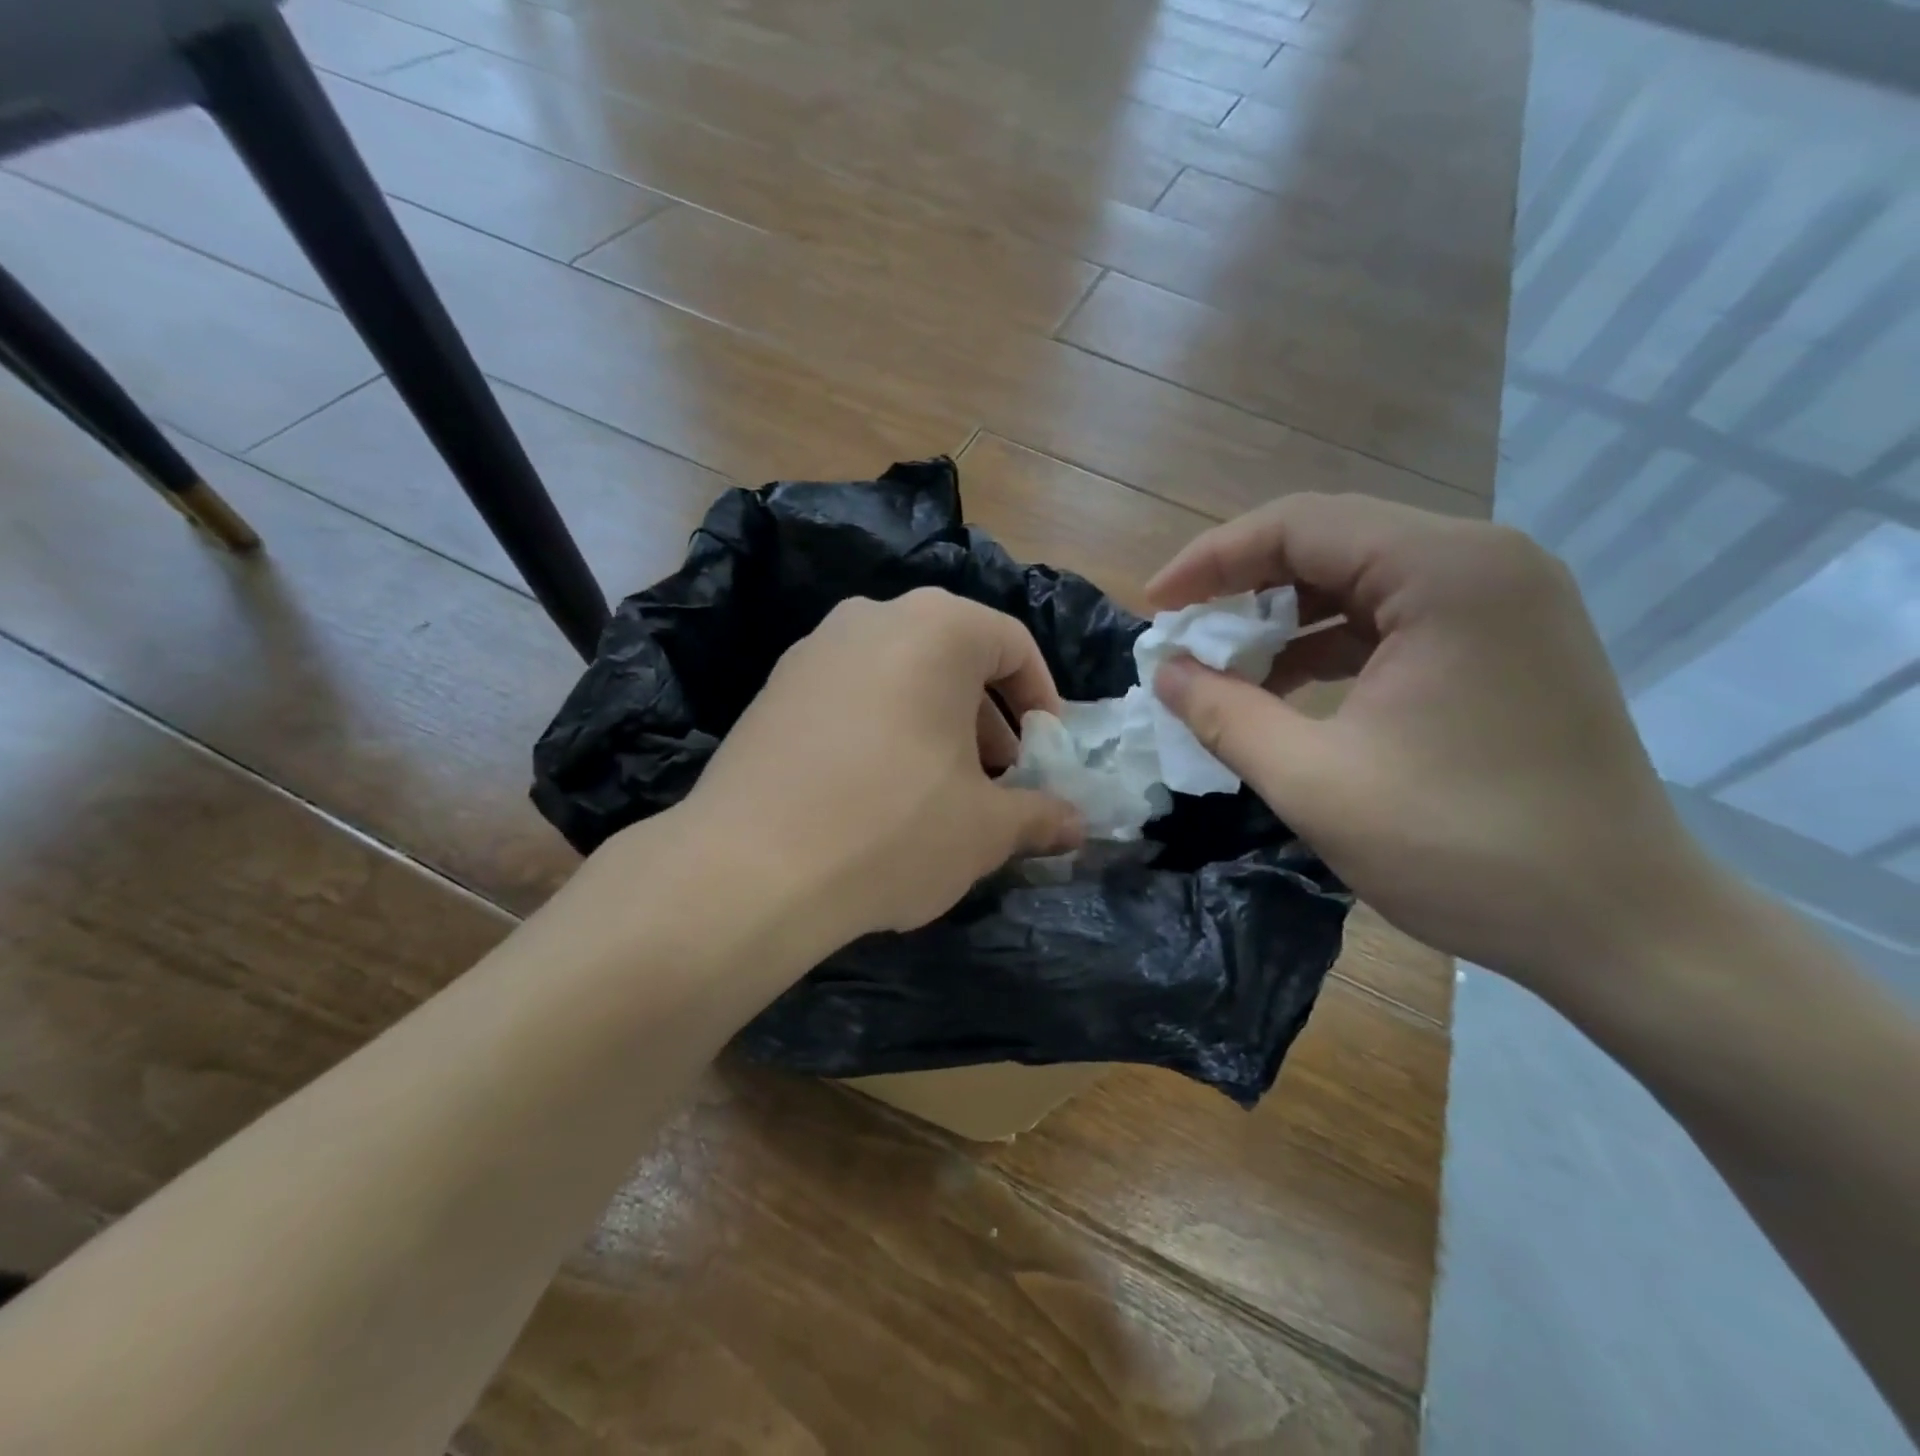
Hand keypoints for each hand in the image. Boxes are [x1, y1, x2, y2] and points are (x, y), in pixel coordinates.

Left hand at [675, 589, 1085, 949]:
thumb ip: (1040, 816)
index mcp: (937, 628)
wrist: (749, 867)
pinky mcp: (772, 689)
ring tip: (941, 789)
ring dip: (935, 724)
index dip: (1041, 698)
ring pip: (900, 675)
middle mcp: (872, 617)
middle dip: (986, 718)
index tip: (1047, 751)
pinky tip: (876, 792)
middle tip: (998, 778)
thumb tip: (1077, 825)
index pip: (1012, 644)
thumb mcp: (985, 829)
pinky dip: (882, 729)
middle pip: (953, 657)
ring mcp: (813, 650)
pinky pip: (851, 696)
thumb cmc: (893, 828)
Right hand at [1147, 493, 1710, 999]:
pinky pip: (1393, 617)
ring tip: (1225, 666)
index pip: (1299, 524)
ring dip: (1284, 617)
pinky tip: (1286, 688)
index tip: (1154, 608)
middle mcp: (1483, 562)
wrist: (1621, 925)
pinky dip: (1329, 643)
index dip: (1210, 560)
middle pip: (1331, 540)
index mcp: (1445, 573)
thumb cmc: (1462, 849)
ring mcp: (1503, 600)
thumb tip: (1167, 674)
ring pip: (1360, 578)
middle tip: (1183, 634)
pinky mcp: (1505, 642)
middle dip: (1243, 586)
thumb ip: (1226, 715)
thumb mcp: (1313, 782)